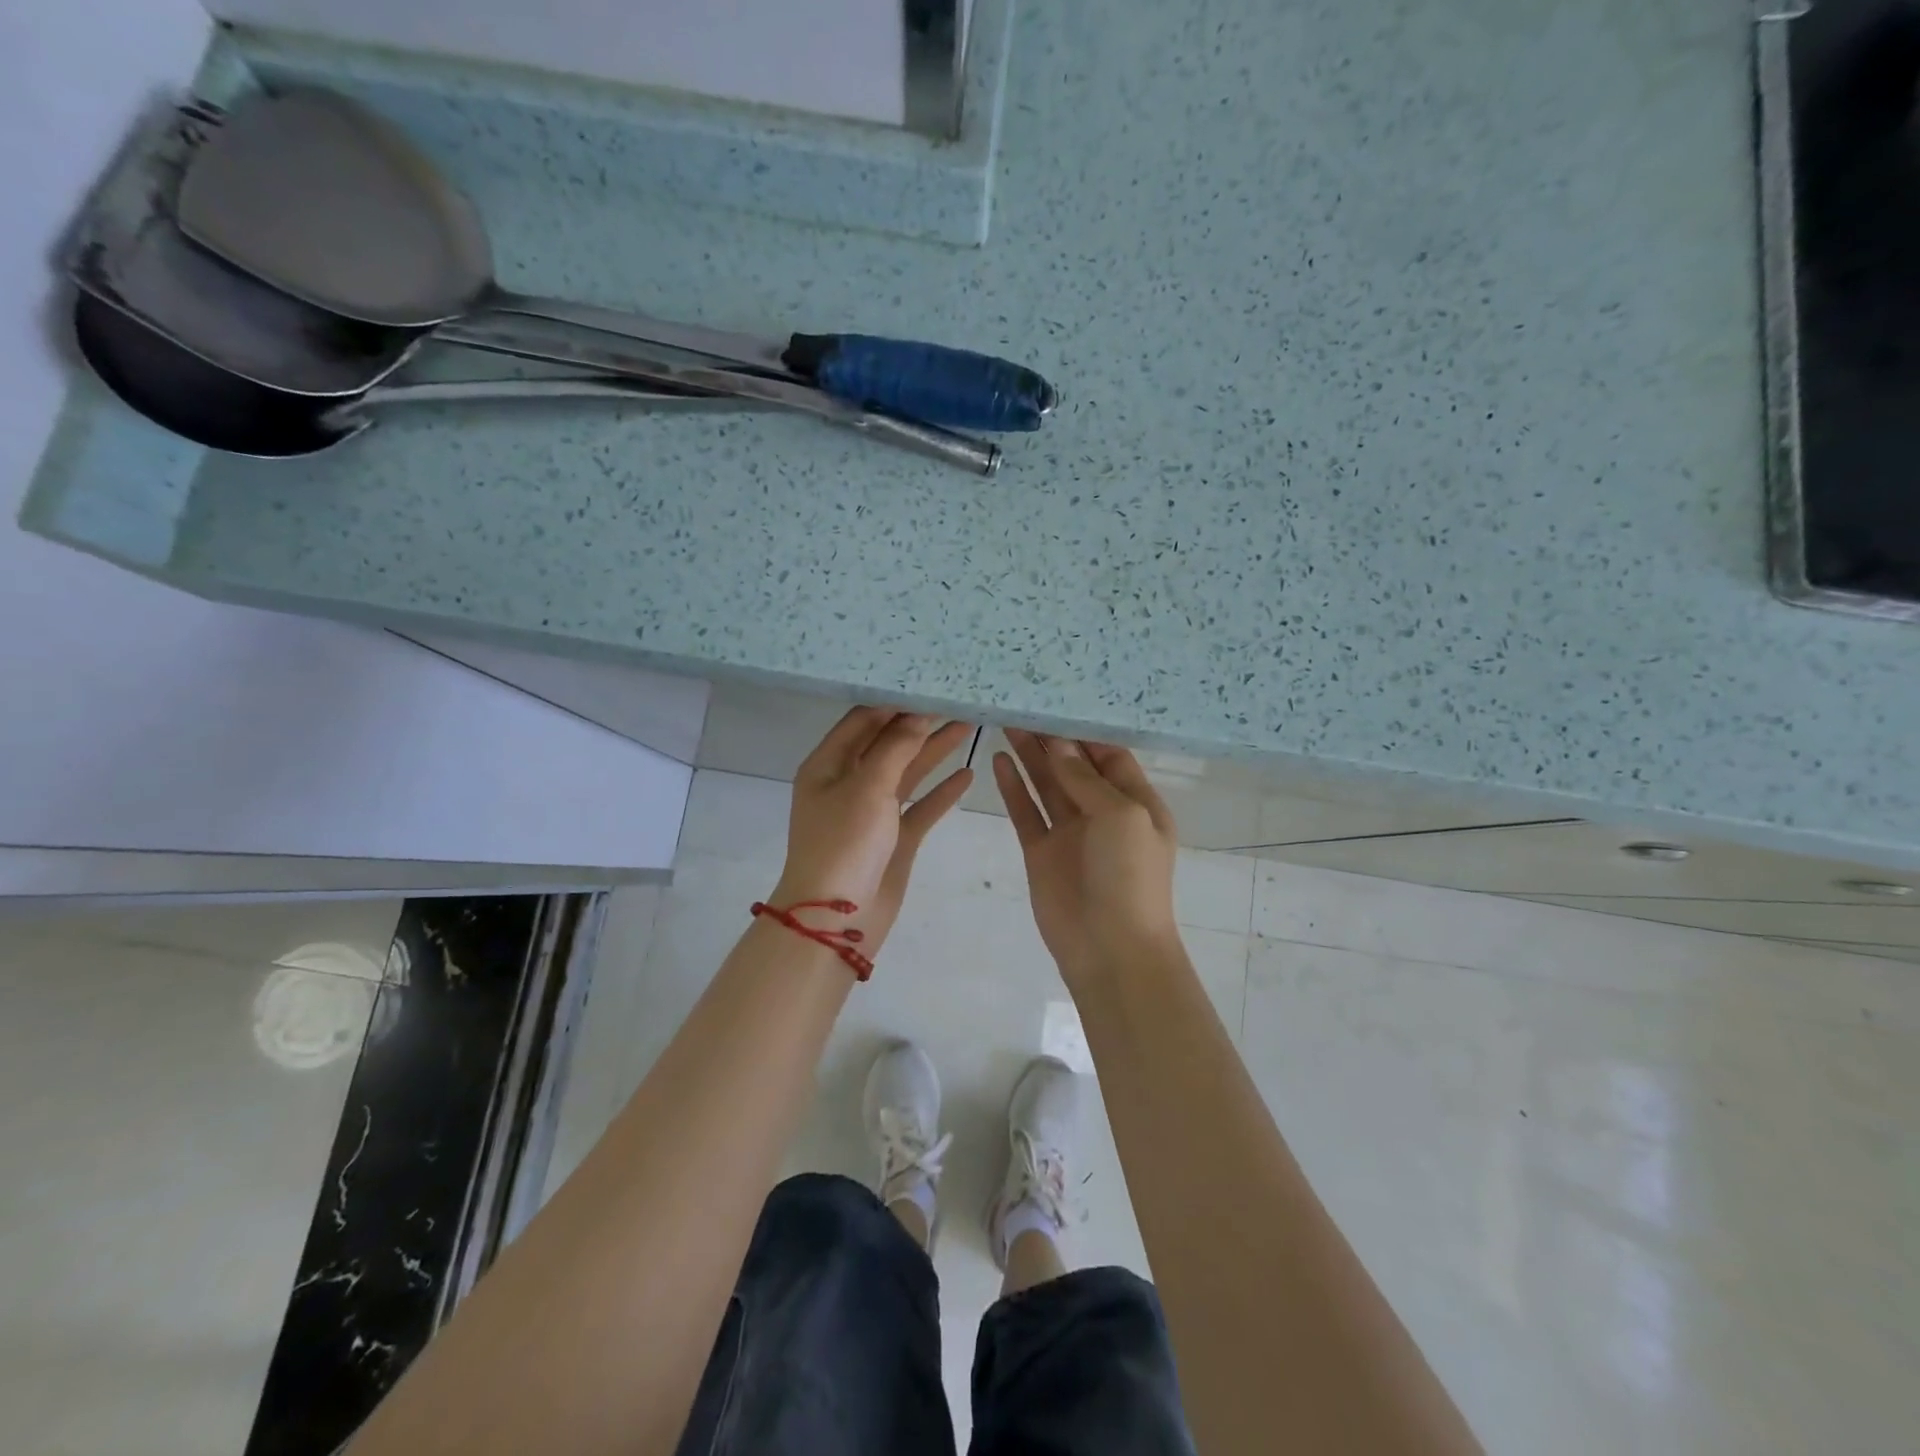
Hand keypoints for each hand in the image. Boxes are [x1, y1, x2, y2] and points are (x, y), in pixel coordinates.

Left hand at [771, 708, 974, 958]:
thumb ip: (896, 747)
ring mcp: (872, 812)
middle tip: (957, 700)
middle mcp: (848, 783)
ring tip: (969, 724)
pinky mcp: (894, 839)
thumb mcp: (867, 787)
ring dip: (934, 751)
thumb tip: (918, 712)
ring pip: (907, 773)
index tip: (928, 683)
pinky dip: (941, 792)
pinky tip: (967, 773)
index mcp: (828, 765)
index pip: (862, 720)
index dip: (894, 701)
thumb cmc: (844, 844)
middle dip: (920, 722)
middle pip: (888, 743)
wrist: (837, 921)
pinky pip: (920, 807)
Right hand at [994, 729, 1180, 985]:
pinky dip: (1013, 787)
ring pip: (1046, 784)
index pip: (1109, 755)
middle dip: (1051, 738)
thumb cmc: (1130, 876)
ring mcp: (1069, 833)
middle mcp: (1102, 812)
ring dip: (1030, 756)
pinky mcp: (1041, 852)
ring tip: (1007, 722)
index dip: (1084, 731)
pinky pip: (1025, 812)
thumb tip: (1058, 743)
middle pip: (1073, 765)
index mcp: (1135, 802)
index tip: (1056, 702)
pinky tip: (998, 761)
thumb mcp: (1120, 816)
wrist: (1110, 949)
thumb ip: (1086, 779)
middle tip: (1022, 704)